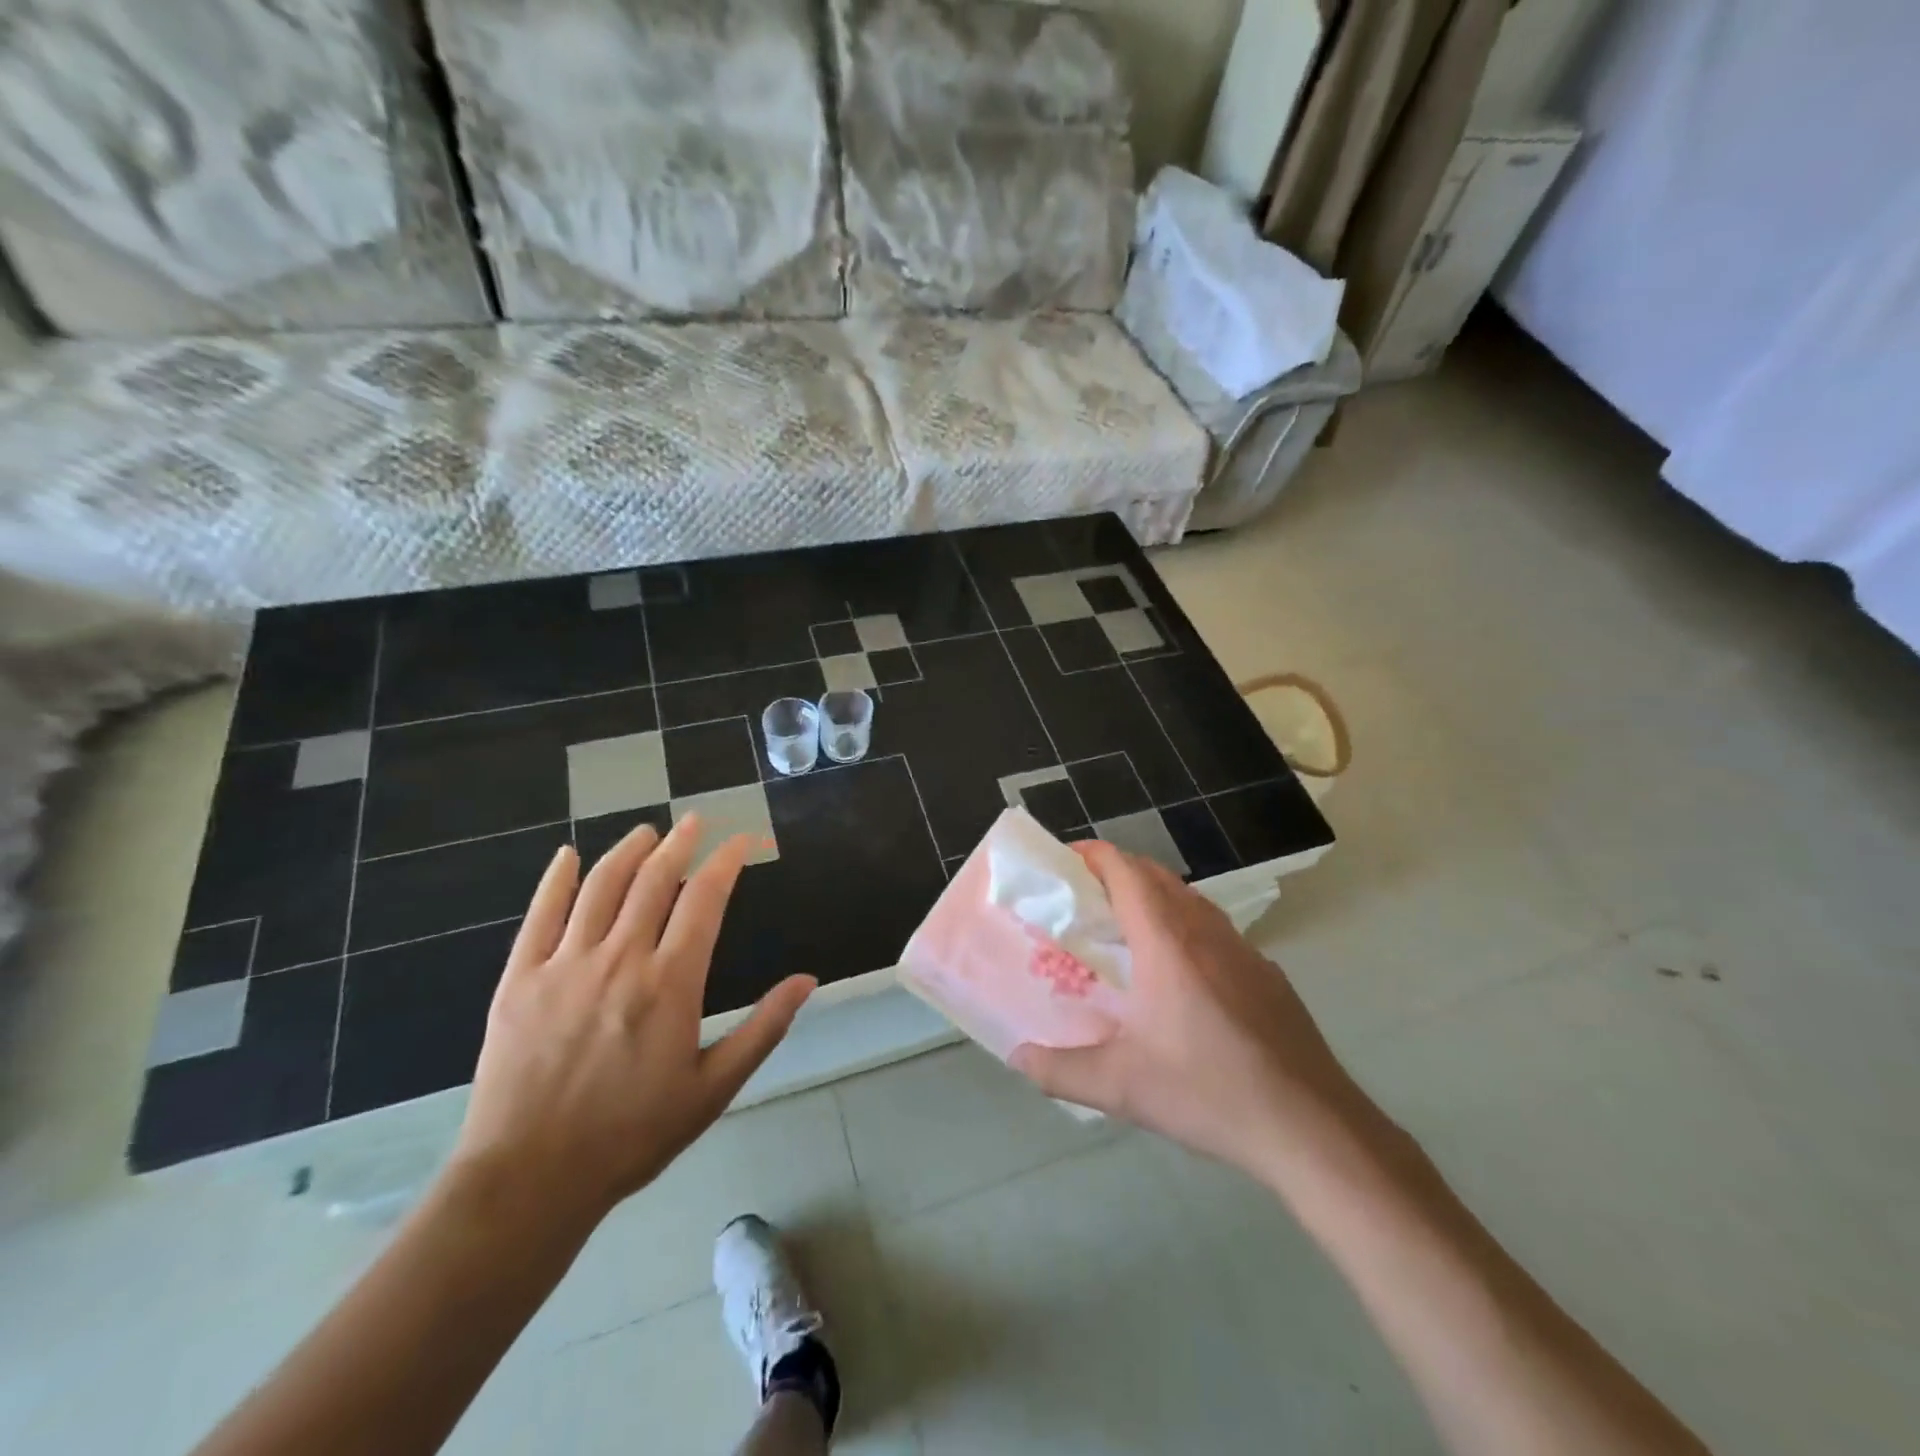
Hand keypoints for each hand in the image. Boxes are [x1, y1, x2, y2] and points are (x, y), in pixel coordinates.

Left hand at [449, 816, 815, 1233]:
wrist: (530, 1180)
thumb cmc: (633, 1135)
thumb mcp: (714, 1089)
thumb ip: (763, 1029)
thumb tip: (807, 980)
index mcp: (671, 983)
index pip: (705, 899)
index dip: (726, 862)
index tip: (741, 841)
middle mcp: (620, 959)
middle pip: (654, 880)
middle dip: (680, 843)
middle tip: (695, 821)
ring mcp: (564, 965)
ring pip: (600, 887)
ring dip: (627, 851)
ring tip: (646, 831)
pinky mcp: (519, 979)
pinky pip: (539, 914)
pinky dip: (556, 879)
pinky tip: (568, 856)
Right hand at [1010, 842, 1374, 1183]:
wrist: (1311, 1127)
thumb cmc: (1209, 1092)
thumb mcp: (1122, 1087)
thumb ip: (1061, 1070)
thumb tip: (1018, 1058)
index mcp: (1167, 942)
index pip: (1127, 871)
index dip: (1095, 855)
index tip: (1066, 861)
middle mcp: (1206, 932)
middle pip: (1158, 876)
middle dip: (1119, 872)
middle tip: (1085, 898)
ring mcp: (1244, 950)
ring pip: (1191, 899)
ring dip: (1154, 897)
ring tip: (1127, 930)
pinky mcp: (1267, 974)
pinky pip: (1216, 929)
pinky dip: (1185, 926)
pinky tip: (1181, 975)